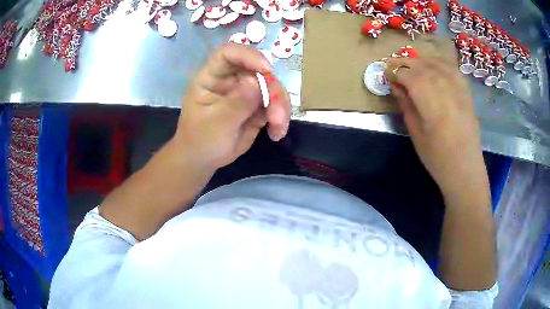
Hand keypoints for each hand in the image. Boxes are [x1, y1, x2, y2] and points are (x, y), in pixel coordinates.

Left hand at [174, 43, 290, 170]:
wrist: (204, 159)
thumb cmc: (201, 140)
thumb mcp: (217, 123)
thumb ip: (237, 102)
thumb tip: (257, 81)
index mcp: (212, 77)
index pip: (228, 53)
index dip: (248, 55)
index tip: (267, 70)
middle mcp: (230, 79)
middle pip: (258, 69)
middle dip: (273, 90)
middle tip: (277, 116)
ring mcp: (245, 92)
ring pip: (272, 87)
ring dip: (280, 106)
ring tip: (278, 128)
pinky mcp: (256, 106)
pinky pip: (275, 104)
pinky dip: (280, 117)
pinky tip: (276, 133)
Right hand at [385, 57, 488, 202]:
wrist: (465, 169)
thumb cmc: (437, 157)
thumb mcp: (416, 133)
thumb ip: (406, 104)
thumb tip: (394, 85)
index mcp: (430, 102)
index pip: (408, 75)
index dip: (394, 71)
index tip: (384, 73)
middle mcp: (445, 88)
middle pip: (421, 65)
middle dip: (404, 63)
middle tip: (392, 66)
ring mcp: (458, 88)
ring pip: (435, 63)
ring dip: (420, 61)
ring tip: (410, 65)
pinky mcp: (466, 91)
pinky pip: (450, 68)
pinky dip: (438, 62)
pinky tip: (432, 65)